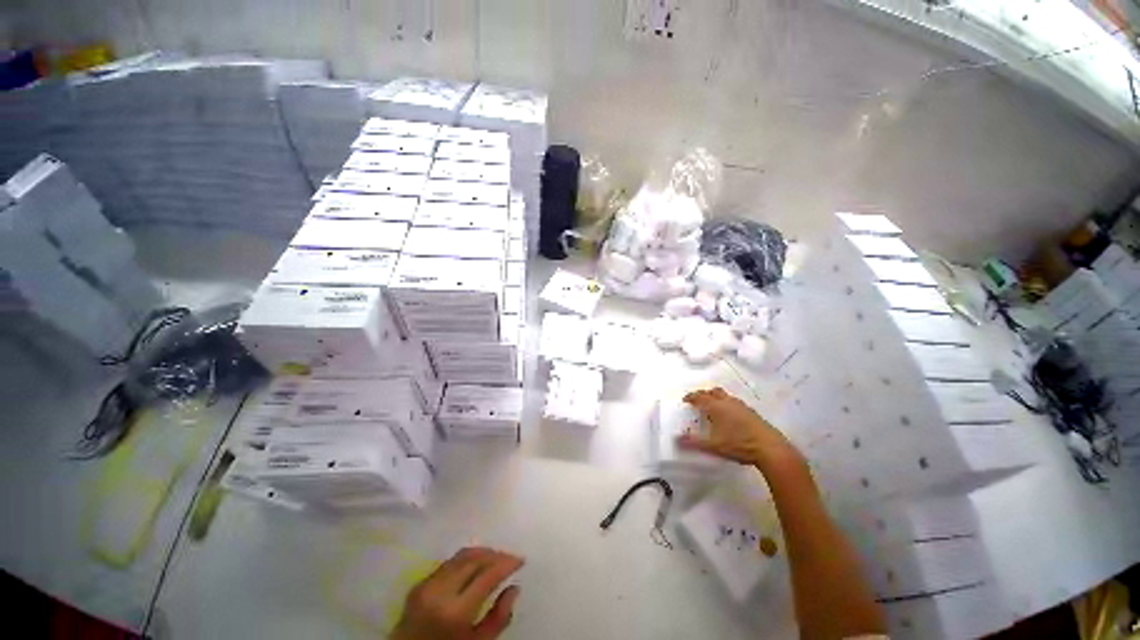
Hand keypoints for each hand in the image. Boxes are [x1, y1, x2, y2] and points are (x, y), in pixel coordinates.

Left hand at [392, 547, 523, 639]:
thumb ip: (498, 619)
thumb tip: (515, 588)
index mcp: (455, 611)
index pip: (487, 575)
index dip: (506, 563)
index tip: (521, 560)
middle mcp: (439, 591)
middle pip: (474, 559)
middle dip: (496, 554)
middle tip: (511, 559)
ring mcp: (426, 584)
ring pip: (461, 555)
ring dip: (482, 553)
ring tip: (496, 559)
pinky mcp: (419, 583)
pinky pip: (449, 562)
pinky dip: (466, 560)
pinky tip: (476, 566)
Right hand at [678, 387, 799, 467]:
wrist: (770, 449)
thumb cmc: (738, 445)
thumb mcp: (713, 446)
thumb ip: (693, 442)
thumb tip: (677, 439)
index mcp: (716, 407)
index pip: (700, 397)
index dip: (691, 397)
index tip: (685, 400)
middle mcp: (728, 402)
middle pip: (714, 392)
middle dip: (704, 394)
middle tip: (699, 401)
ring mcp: (742, 406)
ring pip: (726, 396)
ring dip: (717, 399)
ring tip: (714, 409)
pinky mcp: (752, 413)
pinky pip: (735, 403)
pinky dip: (728, 405)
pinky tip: (730, 418)